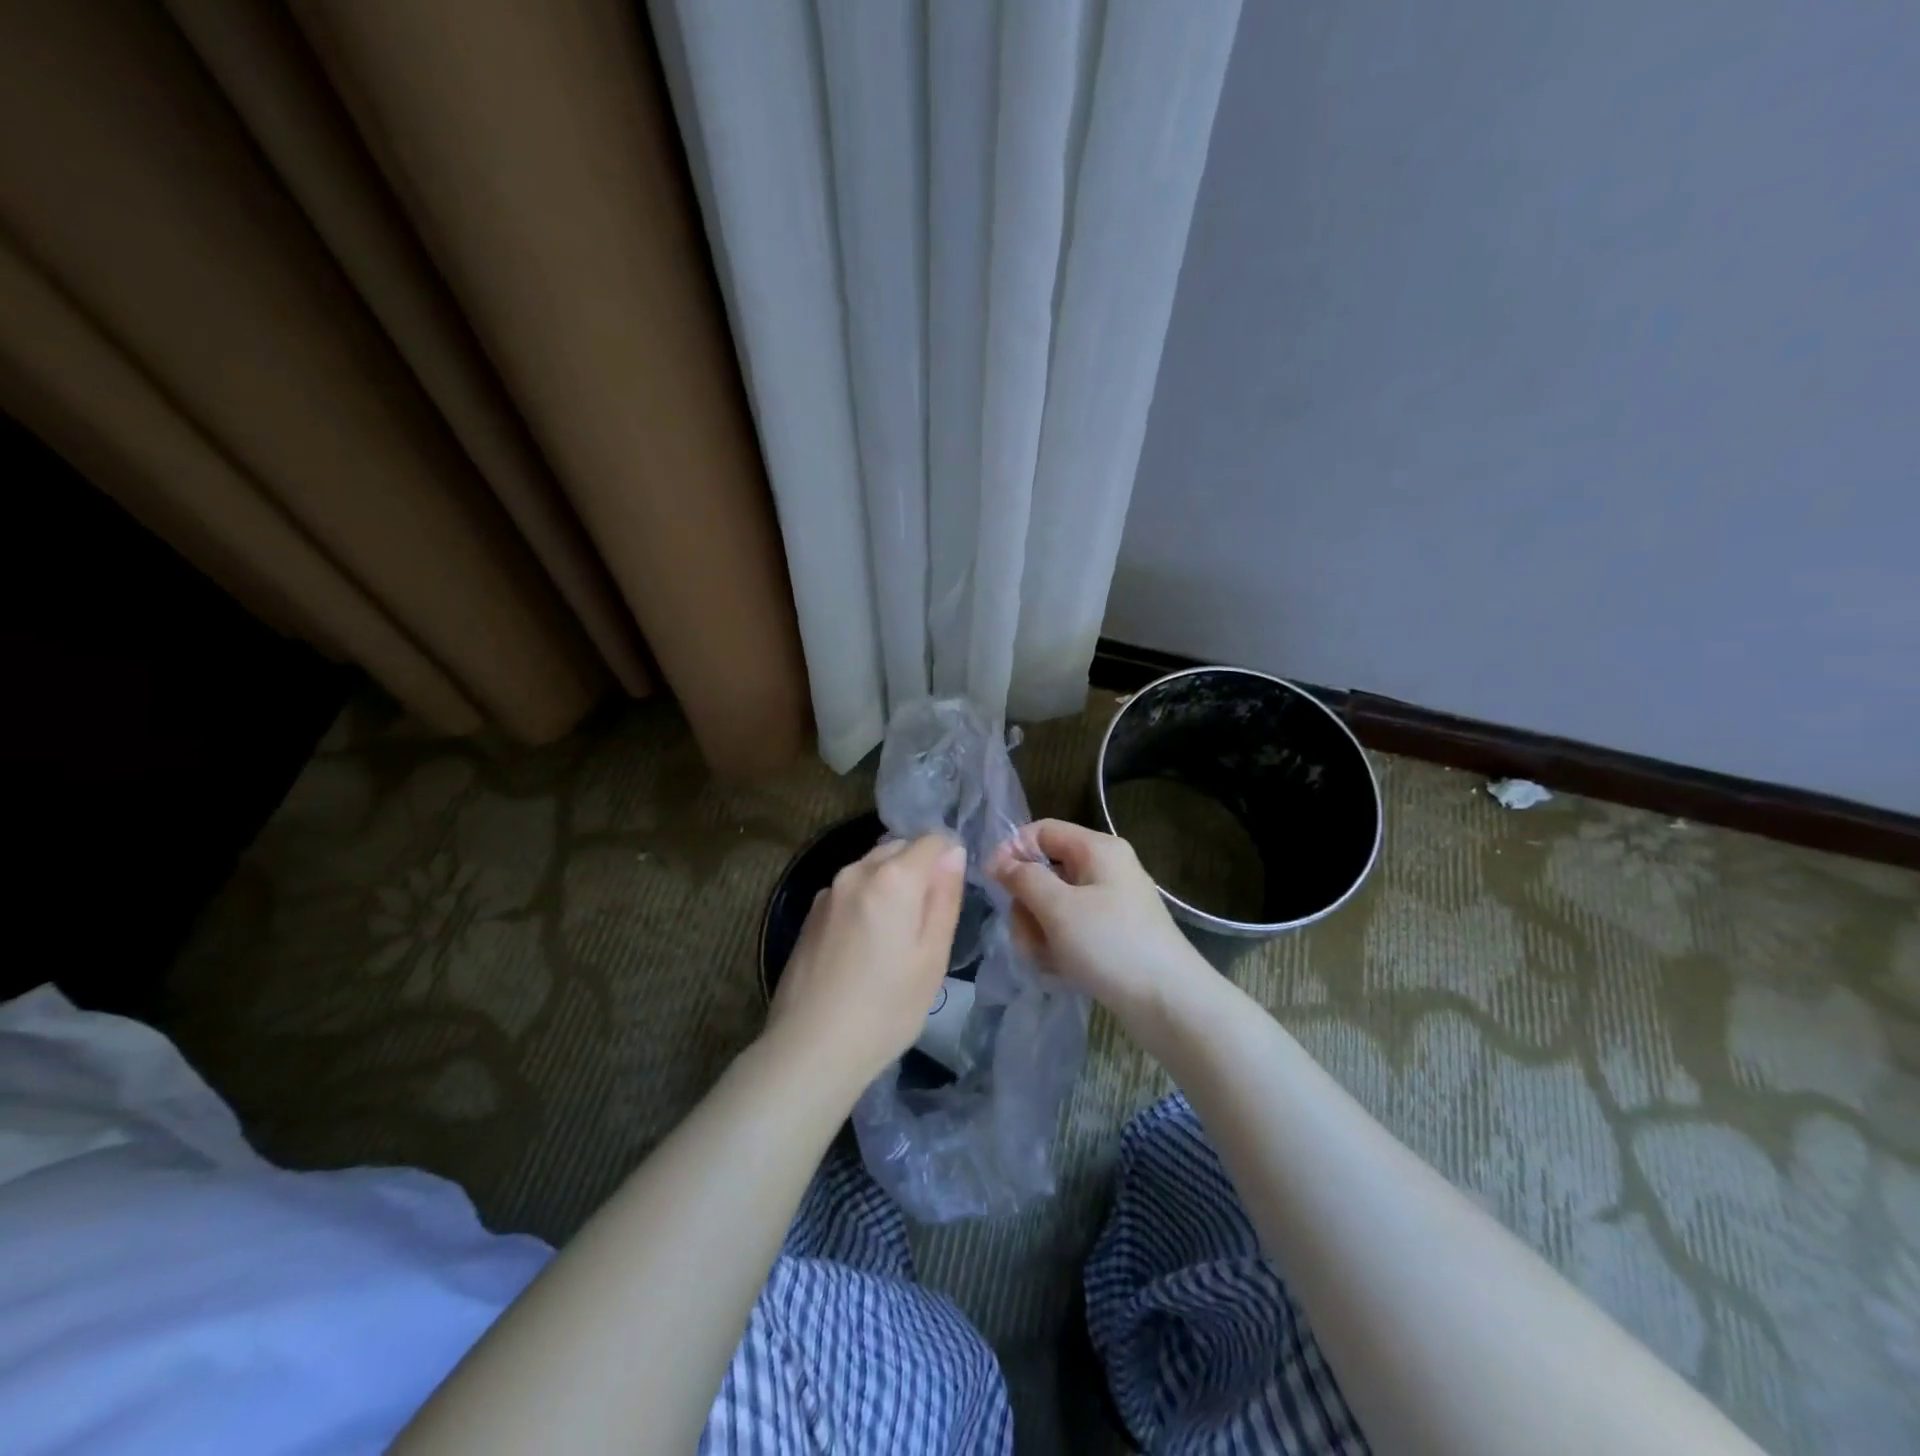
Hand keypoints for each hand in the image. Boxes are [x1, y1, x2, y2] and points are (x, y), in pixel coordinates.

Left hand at [764, 834, 966, 1090]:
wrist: (810, 1048)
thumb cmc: (886, 1008)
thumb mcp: (932, 956)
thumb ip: (945, 897)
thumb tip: (954, 852)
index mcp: (893, 877)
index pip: (933, 840)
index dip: (950, 859)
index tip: (953, 894)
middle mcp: (857, 870)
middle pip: (899, 849)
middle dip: (919, 870)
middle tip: (928, 920)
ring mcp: (828, 890)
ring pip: (873, 869)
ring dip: (891, 885)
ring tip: (896, 936)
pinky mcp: (810, 913)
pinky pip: (850, 890)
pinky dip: (866, 901)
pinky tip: (865, 946)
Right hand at [988, 819, 1207, 1029]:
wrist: (1170, 1004)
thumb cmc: (1111, 945)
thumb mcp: (1059, 908)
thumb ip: (1024, 879)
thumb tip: (998, 860)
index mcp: (1098, 849)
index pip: (1042, 831)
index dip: (1012, 851)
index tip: (991, 882)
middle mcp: (1105, 869)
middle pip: (1045, 872)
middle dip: (1026, 905)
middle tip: (1025, 936)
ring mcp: (1110, 904)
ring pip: (1054, 906)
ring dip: (1039, 932)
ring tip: (1045, 961)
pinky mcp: (1112, 936)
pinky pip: (1071, 931)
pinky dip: (1059, 948)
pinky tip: (1061, 972)